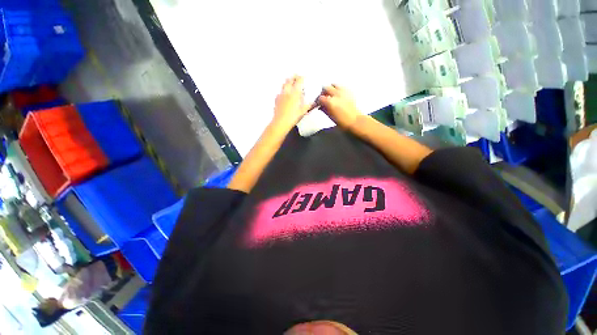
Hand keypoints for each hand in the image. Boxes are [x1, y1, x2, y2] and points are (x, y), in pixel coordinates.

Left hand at [273, 76, 313, 126]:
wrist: (280, 123)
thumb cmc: (293, 117)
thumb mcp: (303, 111)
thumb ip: (308, 105)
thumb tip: (313, 103)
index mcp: (295, 93)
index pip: (299, 80)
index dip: (301, 78)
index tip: (303, 77)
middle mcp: (287, 91)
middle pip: (290, 79)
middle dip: (294, 77)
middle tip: (297, 78)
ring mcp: (281, 95)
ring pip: (284, 84)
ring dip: (288, 82)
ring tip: (291, 84)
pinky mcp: (276, 99)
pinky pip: (280, 92)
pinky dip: (283, 91)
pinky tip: (285, 95)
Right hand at [317, 84, 362, 129]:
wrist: (355, 121)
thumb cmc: (342, 122)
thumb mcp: (330, 117)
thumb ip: (324, 110)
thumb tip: (320, 106)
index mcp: (330, 102)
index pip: (320, 98)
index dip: (317, 101)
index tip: (316, 105)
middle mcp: (336, 94)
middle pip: (326, 88)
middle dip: (323, 93)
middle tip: (322, 99)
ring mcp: (343, 92)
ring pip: (334, 85)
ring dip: (330, 89)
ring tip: (330, 95)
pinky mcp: (349, 91)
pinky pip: (341, 86)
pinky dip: (338, 89)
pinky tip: (338, 95)